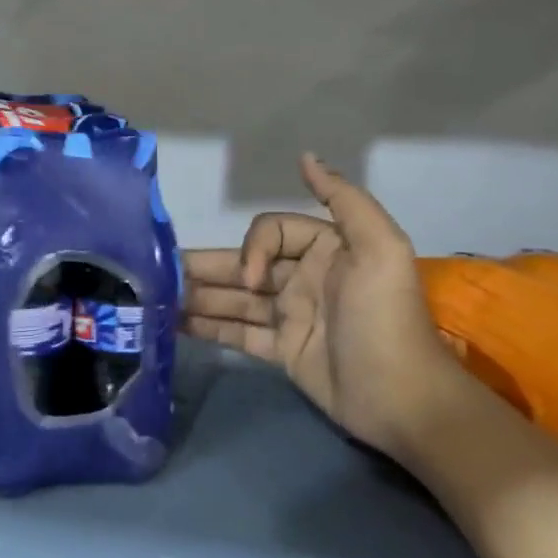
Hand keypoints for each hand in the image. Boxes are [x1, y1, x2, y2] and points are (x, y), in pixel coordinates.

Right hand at [181, 153, 461, 454]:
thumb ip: (344, 199)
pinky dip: (206, 328)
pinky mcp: (281, 351)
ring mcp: (289, 316)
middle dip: (204, 268)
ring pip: (234, 299)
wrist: (403, 398)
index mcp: (324, 249)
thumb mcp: (379, 249)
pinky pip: (237, 334)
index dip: (253, 249)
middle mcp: (302, 278)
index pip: (270, 233)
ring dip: (197, 297)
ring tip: (153, 299)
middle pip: (243, 266)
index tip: (253, 279)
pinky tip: (173, 324)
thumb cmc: (385, 318)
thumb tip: (305, 158)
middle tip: (158, 274)